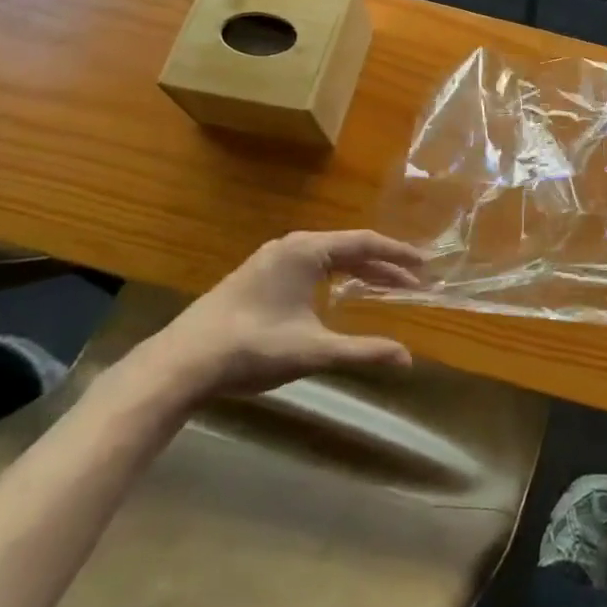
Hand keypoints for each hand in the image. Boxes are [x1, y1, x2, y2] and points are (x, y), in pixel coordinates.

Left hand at [137, 231, 421, 400]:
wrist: (181, 363)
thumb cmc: (252, 348)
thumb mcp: (314, 351)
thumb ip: (363, 350)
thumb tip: (408, 359)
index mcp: (307, 250)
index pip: (366, 243)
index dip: (399, 254)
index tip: (425, 265)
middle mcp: (290, 246)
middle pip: (349, 248)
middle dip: (383, 264)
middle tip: (412, 280)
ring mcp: (270, 259)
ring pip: (328, 257)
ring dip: (358, 271)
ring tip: (385, 287)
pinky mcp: (256, 277)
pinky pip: (309, 266)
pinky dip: (335, 277)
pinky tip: (339, 296)